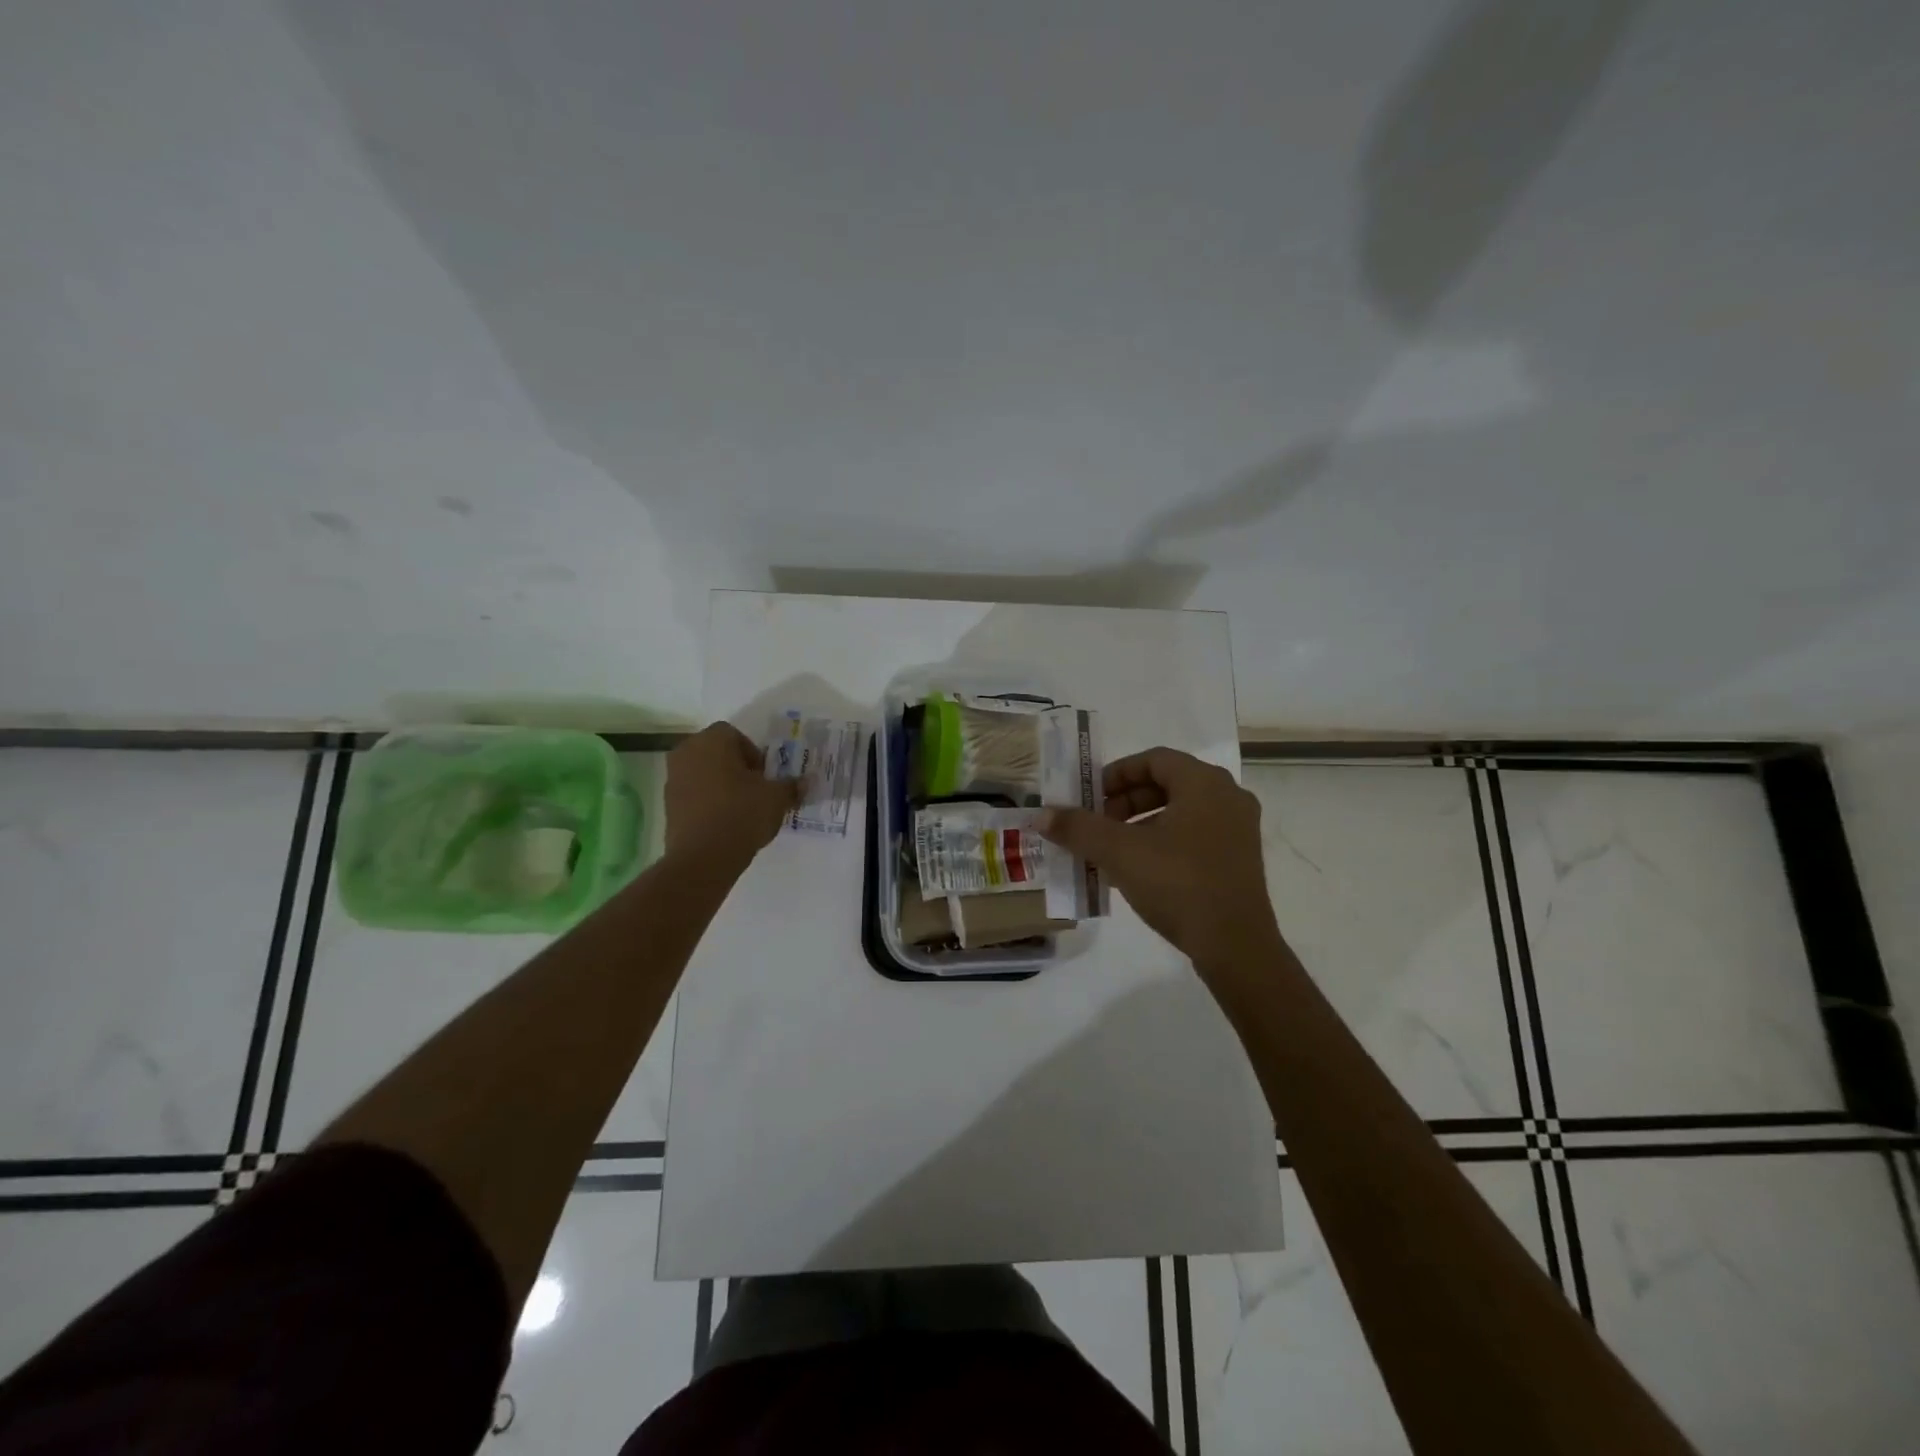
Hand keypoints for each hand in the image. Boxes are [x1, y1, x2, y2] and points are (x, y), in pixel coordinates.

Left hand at [664, 722, 799, 864]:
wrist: (703, 857)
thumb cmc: (742, 814)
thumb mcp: (776, 798)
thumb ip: (791, 786)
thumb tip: (804, 782)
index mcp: (712, 741)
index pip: (735, 735)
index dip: (753, 753)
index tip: (764, 776)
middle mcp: (686, 753)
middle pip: (716, 752)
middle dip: (736, 767)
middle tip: (755, 790)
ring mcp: (673, 779)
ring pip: (703, 773)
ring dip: (721, 784)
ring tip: (741, 808)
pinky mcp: (668, 805)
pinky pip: (693, 794)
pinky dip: (708, 802)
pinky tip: (725, 822)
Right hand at [1038, 747, 1281, 971]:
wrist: (1235, 946)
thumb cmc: (1178, 884)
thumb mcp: (1119, 852)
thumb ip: (1079, 828)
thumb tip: (1041, 815)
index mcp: (1204, 783)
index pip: (1153, 760)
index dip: (1116, 774)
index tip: (1089, 796)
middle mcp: (1228, 797)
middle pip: (1167, 783)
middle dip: (1125, 801)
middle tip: (1096, 823)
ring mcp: (1238, 830)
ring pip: (1180, 811)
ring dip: (1141, 823)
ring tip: (1111, 849)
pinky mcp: (1239, 860)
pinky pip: (1194, 835)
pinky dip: (1162, 842)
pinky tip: (1137, 870)